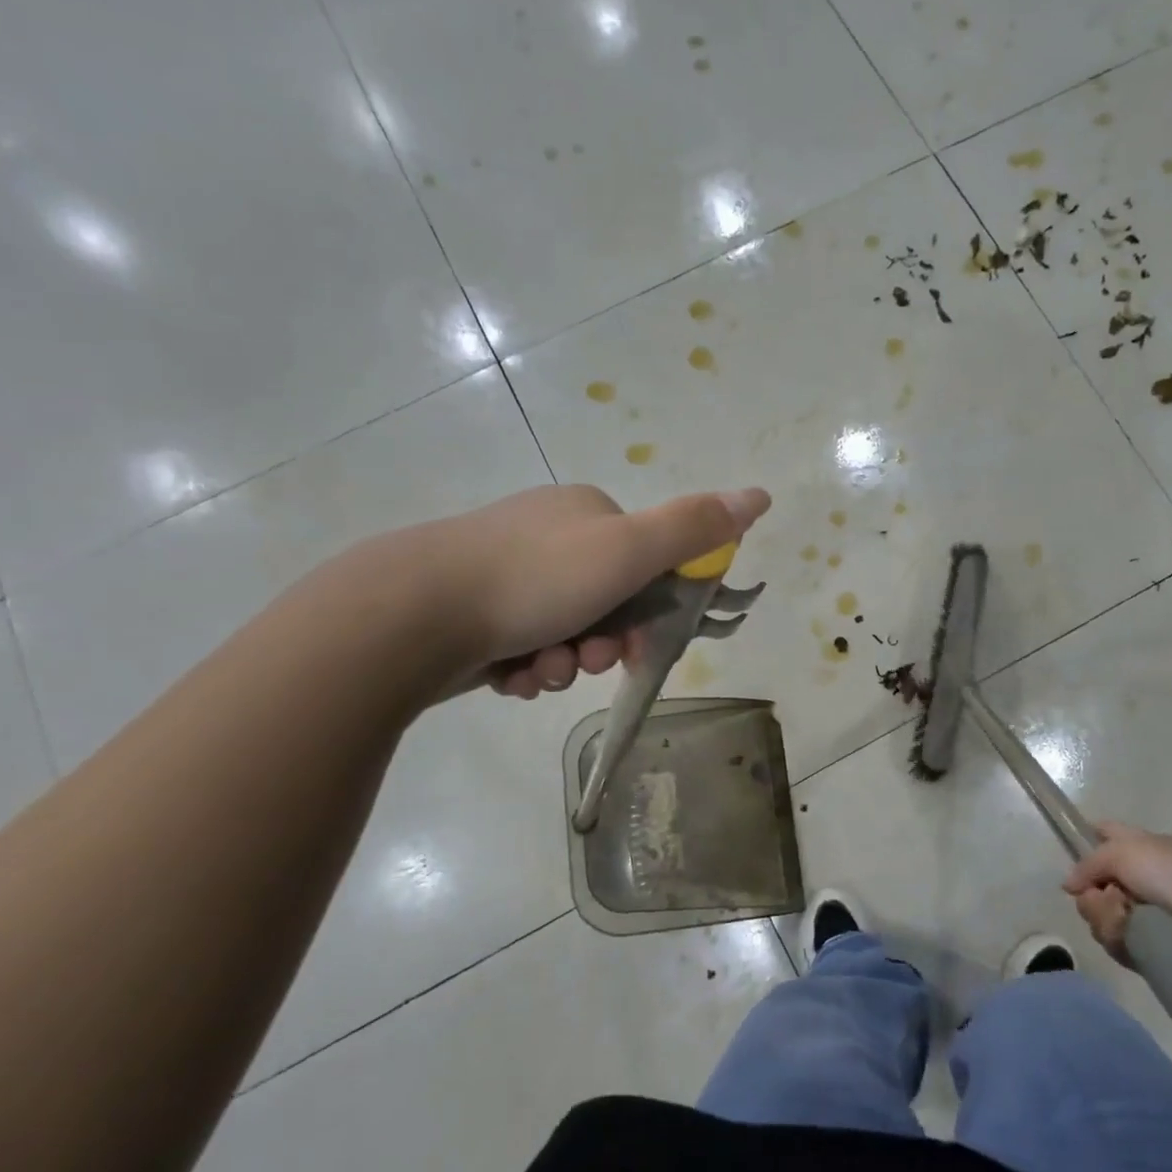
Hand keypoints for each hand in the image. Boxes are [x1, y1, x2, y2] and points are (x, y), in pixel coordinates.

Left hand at [363, 483, 769, 702]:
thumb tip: (760, 495)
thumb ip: (695, 528)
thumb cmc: (534, 579)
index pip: (646, 563)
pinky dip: (526, 668)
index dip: (651, 609)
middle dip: (603, 642)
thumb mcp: (629, 550)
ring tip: (540, 671)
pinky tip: (509, 676)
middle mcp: (547, 534)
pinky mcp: (471, 610)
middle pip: (606, 602)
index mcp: (586, 513)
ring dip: (566, 661)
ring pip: (565, 631)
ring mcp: (504, 571)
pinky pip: (523, 646)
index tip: (637, 642)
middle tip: (587, 659)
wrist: (411, 613)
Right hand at [1062, 821, 1171, 963]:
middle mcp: (1141, 877)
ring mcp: (1146, 913)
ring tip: (1126, 923)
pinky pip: (1117, 942)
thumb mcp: (1123, 852)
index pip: (1104, 834)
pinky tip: (1131, 943)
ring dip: (1104, 918)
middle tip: (1110, 901)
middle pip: (1093, 884)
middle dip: (1092, 895)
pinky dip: (1119, 941)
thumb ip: (1088, 863)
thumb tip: (1070, 885)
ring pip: (1100, 915)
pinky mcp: (1151, 946)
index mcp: (1140, 846)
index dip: (1086, 843)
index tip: (1077, 864)